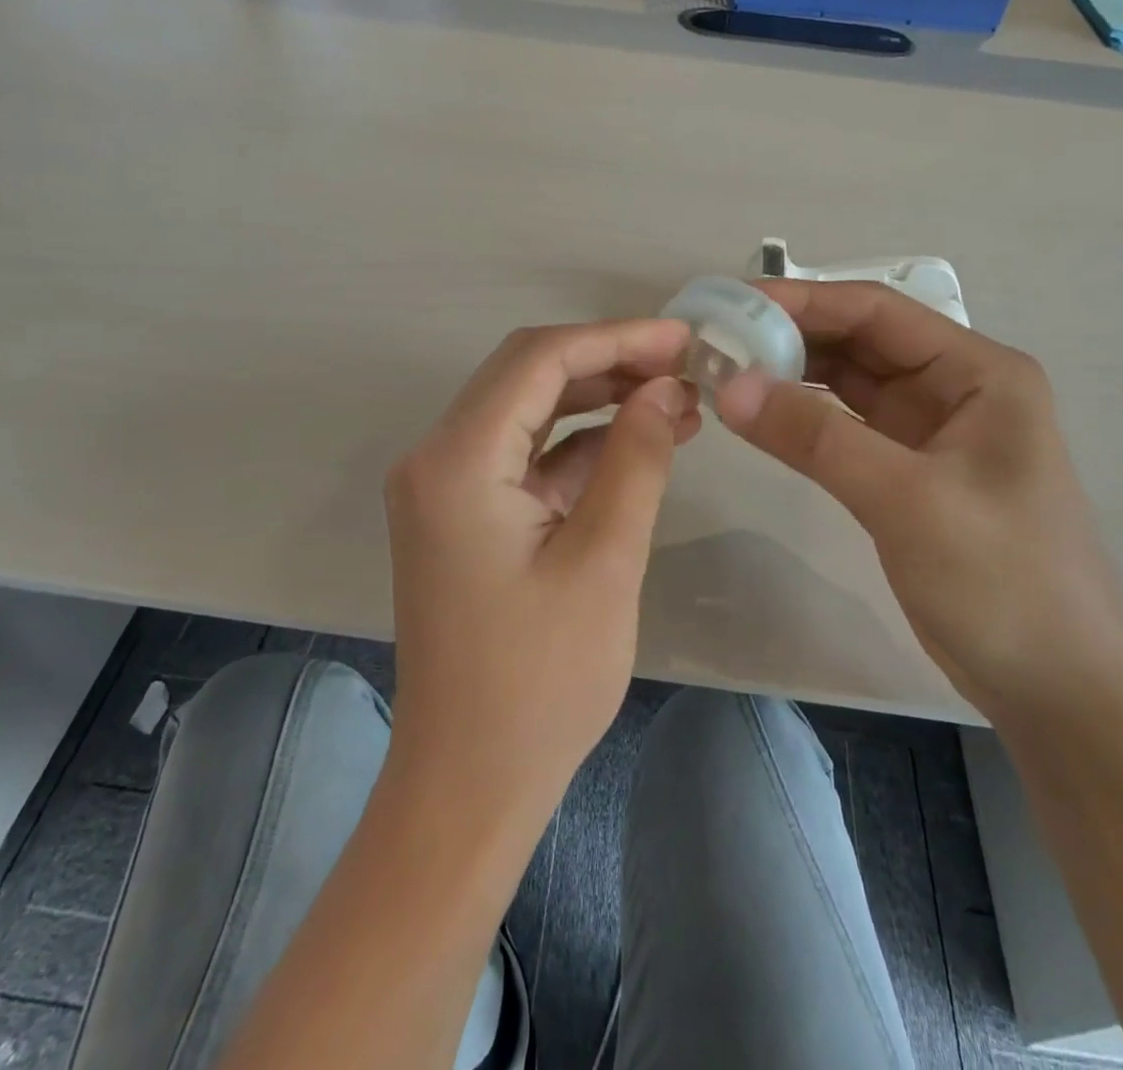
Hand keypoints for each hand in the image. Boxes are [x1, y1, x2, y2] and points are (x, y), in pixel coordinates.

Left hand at [384, 320, 700, 830]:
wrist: (469, 783)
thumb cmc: (538, 683)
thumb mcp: (604, 561)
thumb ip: (635, 460)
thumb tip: (666, 388)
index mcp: (456, 461)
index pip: (538, 360)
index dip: (615, 338)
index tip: (683, 339)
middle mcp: (437, 459)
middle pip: (528, 376)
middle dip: (609, 363)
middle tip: (685, 368)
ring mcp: (446, 488)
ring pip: (529, 412)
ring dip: (599, 401)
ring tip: (677, 402)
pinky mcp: (465, 516)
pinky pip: (526, 458)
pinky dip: (580, 446)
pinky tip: (641, 443)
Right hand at [716, 281, 1122, 724]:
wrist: (1057, 687)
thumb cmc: (1002, 580)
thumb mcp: (906, 499)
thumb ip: (814, 437)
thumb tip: (728, 386)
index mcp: (978, 372)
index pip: (877, 312)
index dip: (802, 302)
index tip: (733, 305)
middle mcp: (955, 388)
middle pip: (859, 343)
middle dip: (789, 338)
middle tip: (716, 342)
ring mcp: (930, 432)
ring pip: (848, 384)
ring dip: (791, 376)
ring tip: (724, 373)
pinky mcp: (908, 473)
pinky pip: (845, 428)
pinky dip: (802, 419)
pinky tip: (759, 417)